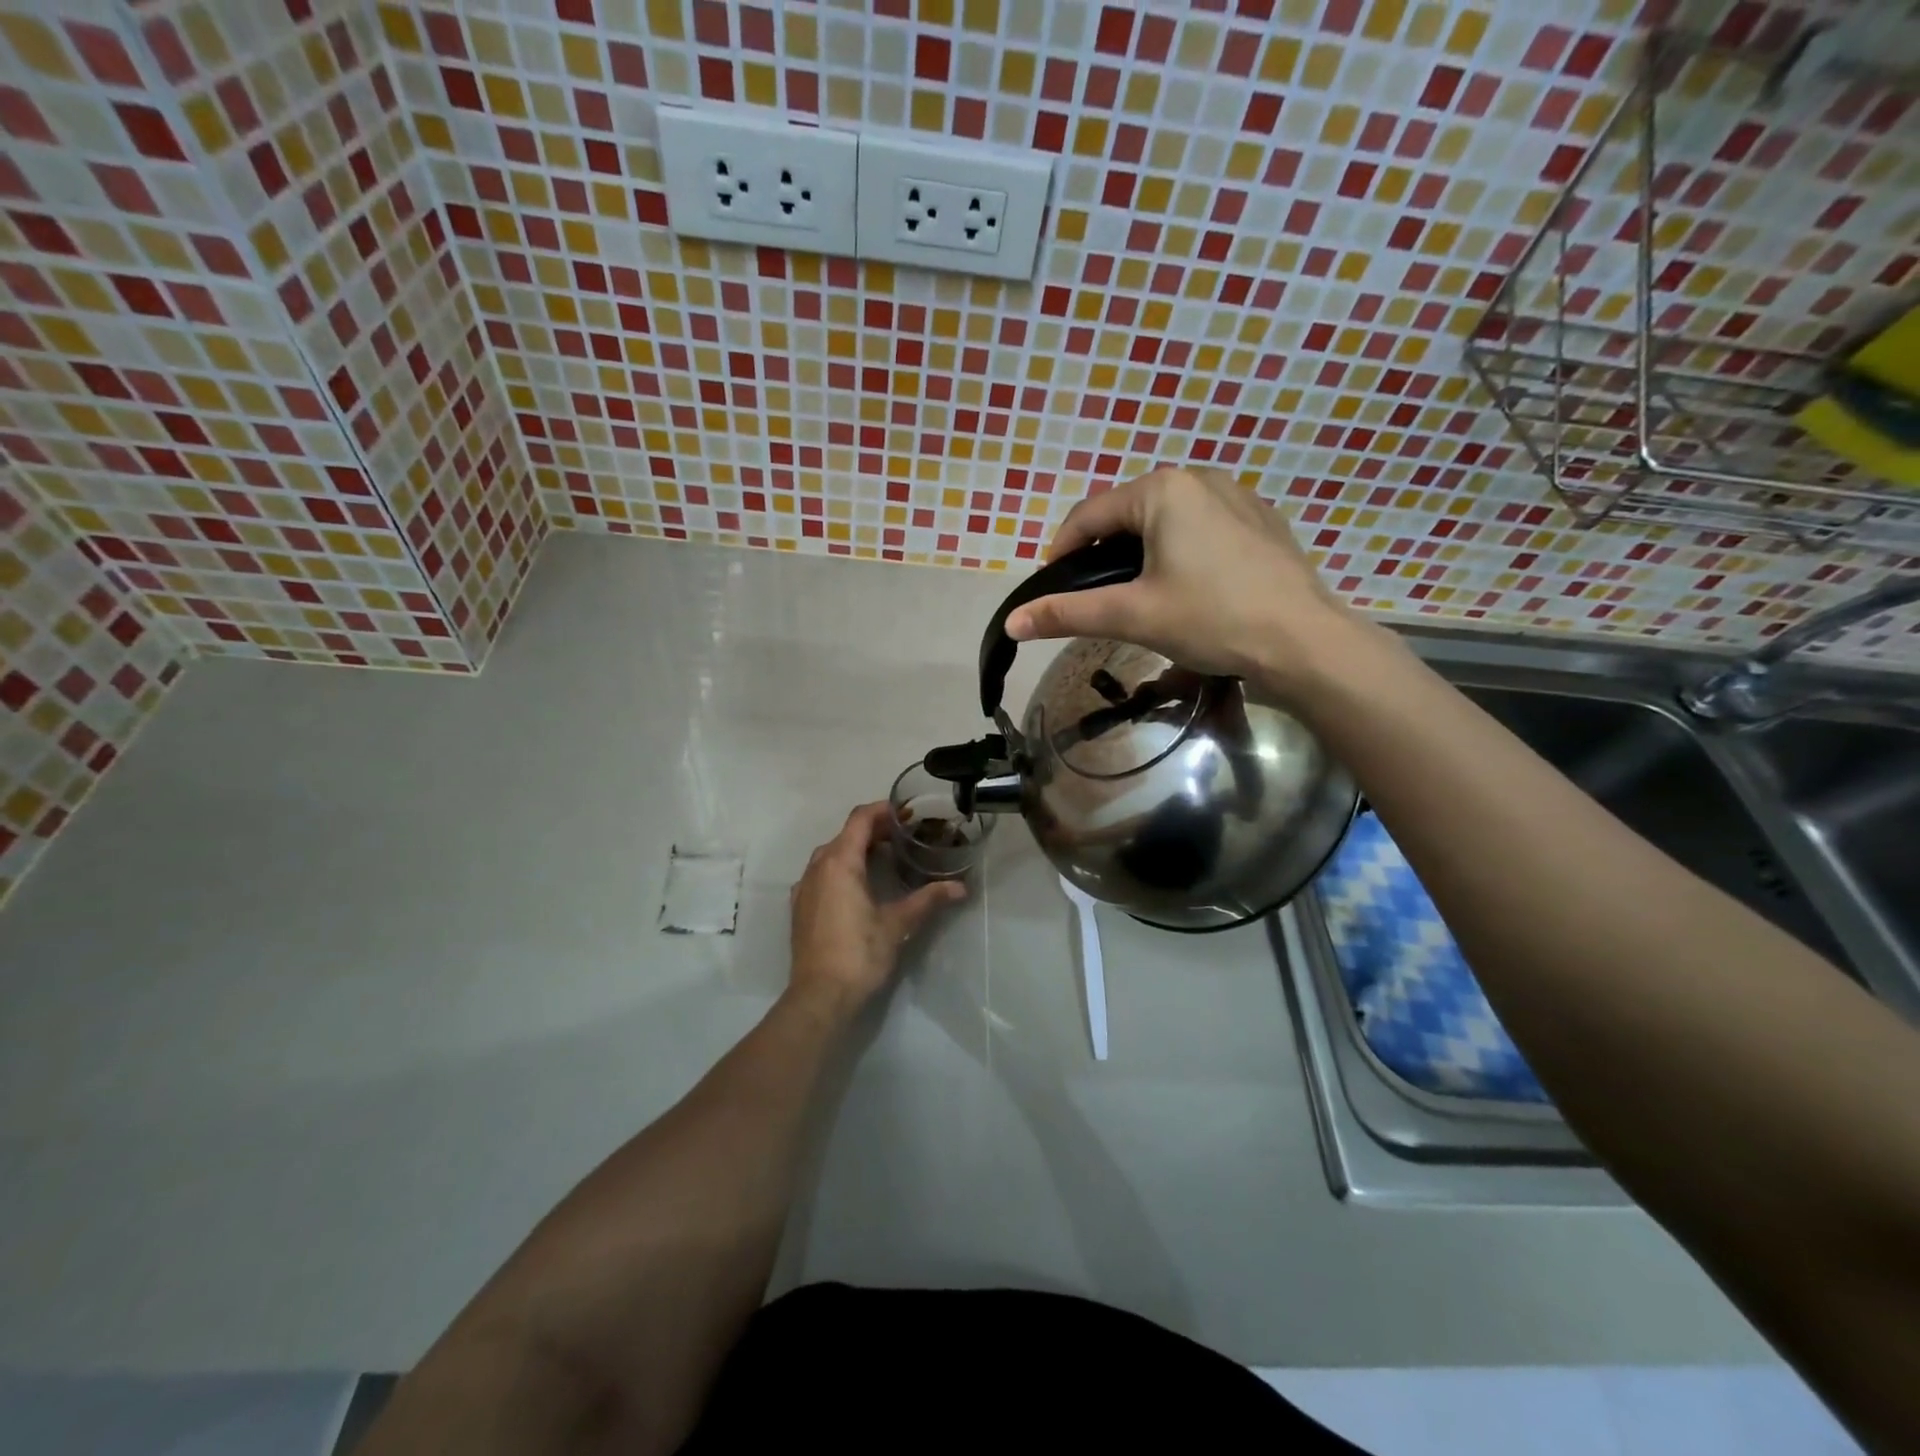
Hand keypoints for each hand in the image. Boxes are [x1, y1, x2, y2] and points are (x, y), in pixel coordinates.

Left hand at [788, 802, 965, 1014]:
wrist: (819, 996)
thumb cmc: (859, 954)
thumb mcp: (898, 924)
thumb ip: (928, 900)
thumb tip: (961, 887)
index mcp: (839, 862)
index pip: (860, 819)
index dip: (883, 810)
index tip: (907, 813)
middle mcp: (817, 867)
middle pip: (846, 834)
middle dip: (874, 829)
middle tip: (904, 835)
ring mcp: (804, 887)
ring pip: (831, 853)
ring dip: (857, 848)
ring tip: (885, 856)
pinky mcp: (800, 906)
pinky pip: (821, 872)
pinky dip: (842, 867)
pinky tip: (859, 885)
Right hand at [1004, 465, 1364, 694]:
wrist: (1304, 642)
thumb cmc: (1212, 619)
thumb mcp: (1132, 615)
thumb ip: (1068, 614)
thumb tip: (1011, 623)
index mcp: (1162, 490)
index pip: (1088, 514)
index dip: (1061, 552)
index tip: (1053, 588)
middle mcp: (1199, 478)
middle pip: (1128, 514)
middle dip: (1105, 553)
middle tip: (1098, 598)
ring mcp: (1237, 495)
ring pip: (1167, 520)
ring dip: (1143, 552)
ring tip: (1141, 595)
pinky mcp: (1261, 520)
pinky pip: (1203, 527)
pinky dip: (1182, 551)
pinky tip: (1191, 588)